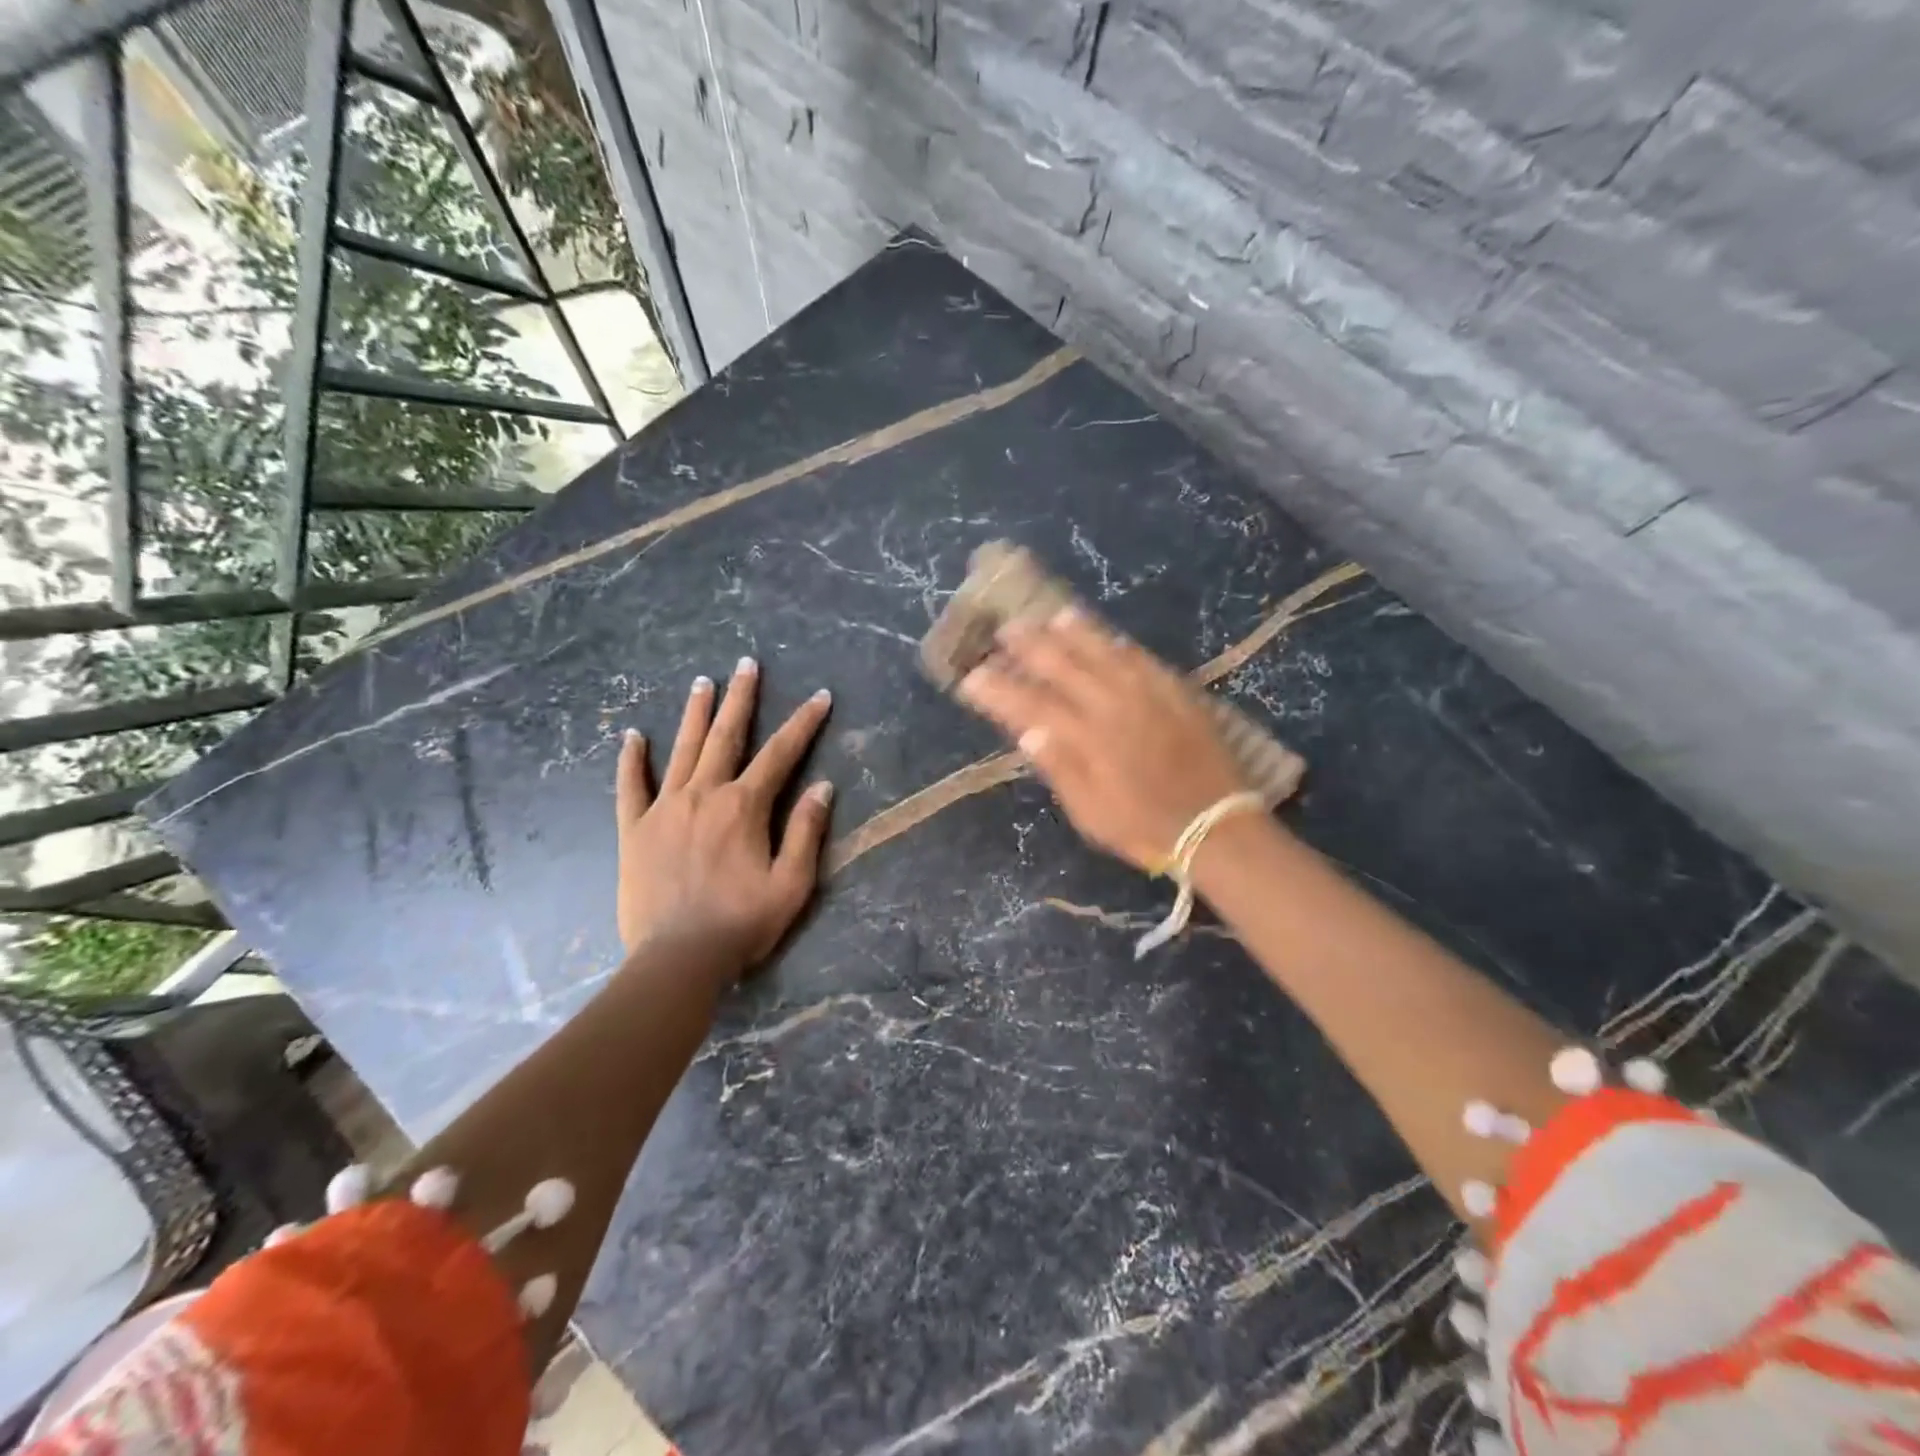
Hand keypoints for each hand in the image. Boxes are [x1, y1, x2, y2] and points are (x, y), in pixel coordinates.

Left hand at [615, 657, 834, 972]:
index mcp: (743, 807)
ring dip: (694, 714)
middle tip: (747, 664)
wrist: (677, 960)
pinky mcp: (634, 830)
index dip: (803, 723)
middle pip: (725, 736)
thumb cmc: (742, 924)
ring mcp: (664, 809)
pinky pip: (630, 787)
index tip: (820, 697)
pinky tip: (632, 736)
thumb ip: (805, 831)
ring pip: (681, 750)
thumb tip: (822, 787)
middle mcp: (703, 795)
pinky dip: (631, 760)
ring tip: (703, 682)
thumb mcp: (792, 883)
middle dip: (740, 698)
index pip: (780, 753)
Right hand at [957, 609, 1250, 871]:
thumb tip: (1026, 730)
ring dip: (1071, 632)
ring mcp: (1145, 693)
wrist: (1216, 823)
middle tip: (1005, 630)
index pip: (1029, 705)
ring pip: (1100, 651)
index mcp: (1085, 739)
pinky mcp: (1174, 690)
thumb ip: (1059, 768)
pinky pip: (1139, 657)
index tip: (972, 677)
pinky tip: (1105, 637)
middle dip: (1028, 645)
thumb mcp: (1090, 813)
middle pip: (1061, 665)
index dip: (997, 689)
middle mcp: (1111, 706)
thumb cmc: (1143, 827)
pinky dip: (1116, 643)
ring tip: (1050, 617)